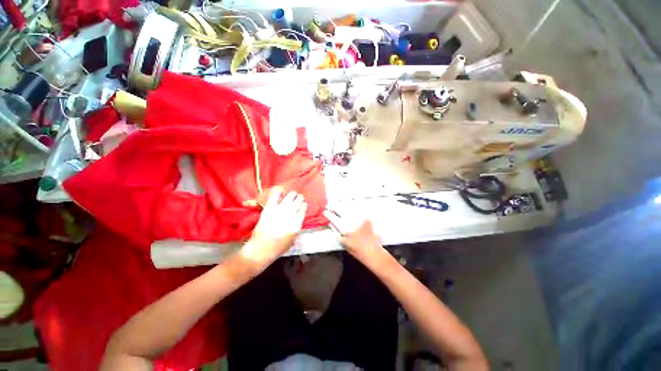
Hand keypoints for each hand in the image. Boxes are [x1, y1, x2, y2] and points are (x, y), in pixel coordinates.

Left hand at [242, 187, 306, 267]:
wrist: (260, 250)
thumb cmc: (278, 248)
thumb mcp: (292, 240)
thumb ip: (296, 228)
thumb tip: (298, 218)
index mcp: (296, 224)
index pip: (302, 210)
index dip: (303, 206)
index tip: (303, 204)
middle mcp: (289, 216)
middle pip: (297, 202)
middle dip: (299, 198)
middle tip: (299, 196)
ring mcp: (279, 212)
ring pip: (288, 198)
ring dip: (292, 194)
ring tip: (293, 193)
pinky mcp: (268, 210)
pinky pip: (274, 198)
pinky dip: (278, 192)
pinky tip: (281, 190)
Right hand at [324, 210, 384, 264]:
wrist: (373, 251)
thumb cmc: (357, 250)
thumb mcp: (343, 243)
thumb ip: (336, 231)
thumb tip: (330, 222)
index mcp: (346, 229)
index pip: (334, 218)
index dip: (328, 214)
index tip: (325, 211)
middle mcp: (353, 221)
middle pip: (341, 210)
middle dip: (334, 207)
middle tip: (329, 206)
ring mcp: (360, 217)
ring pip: (348, 208)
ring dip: (341, 207)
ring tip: (337, 207)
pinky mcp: (366, 217)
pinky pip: (356, 210)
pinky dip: (350, 209)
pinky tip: (347, 209)